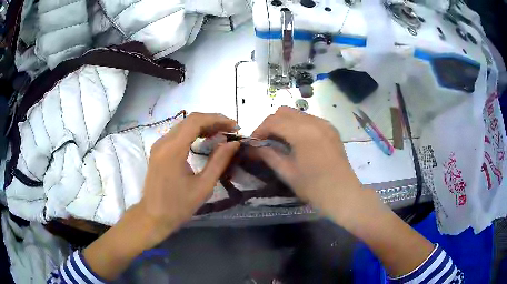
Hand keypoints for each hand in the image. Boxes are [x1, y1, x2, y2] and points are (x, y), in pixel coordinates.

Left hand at [138, 113, 239, 248]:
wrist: (153, 216)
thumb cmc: (178, 206)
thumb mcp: (203, 187)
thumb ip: (219, 161)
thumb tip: (233, 143)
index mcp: (173, 150)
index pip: (195, 121)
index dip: (217, 119)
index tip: (234, 126)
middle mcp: (163, 142)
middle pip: (190, 120)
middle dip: (213, 121)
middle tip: (231, 130)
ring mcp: (159, 145)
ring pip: (184, 125)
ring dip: (204, 126)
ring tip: (222, 133)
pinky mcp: (158, 150)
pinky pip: (178, 134)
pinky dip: (194, 133)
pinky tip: (205, 139)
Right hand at [252, 106, 362, 220]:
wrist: (343, 193)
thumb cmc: (314, 187)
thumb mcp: (287, 172)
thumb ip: (268, 155)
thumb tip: (253, 147)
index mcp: (302, 132)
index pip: (273, 121)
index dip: (259, 130)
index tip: (253, 142)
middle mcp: (314, 121)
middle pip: (284, 112)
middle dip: (271, 123)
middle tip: (265, 141)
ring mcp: (325, 124)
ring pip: (297, 113)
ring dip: (284, 123)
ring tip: (280, 141)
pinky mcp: (331, 129)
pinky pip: (309, 119)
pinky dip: (298, 125)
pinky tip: (297, 141)